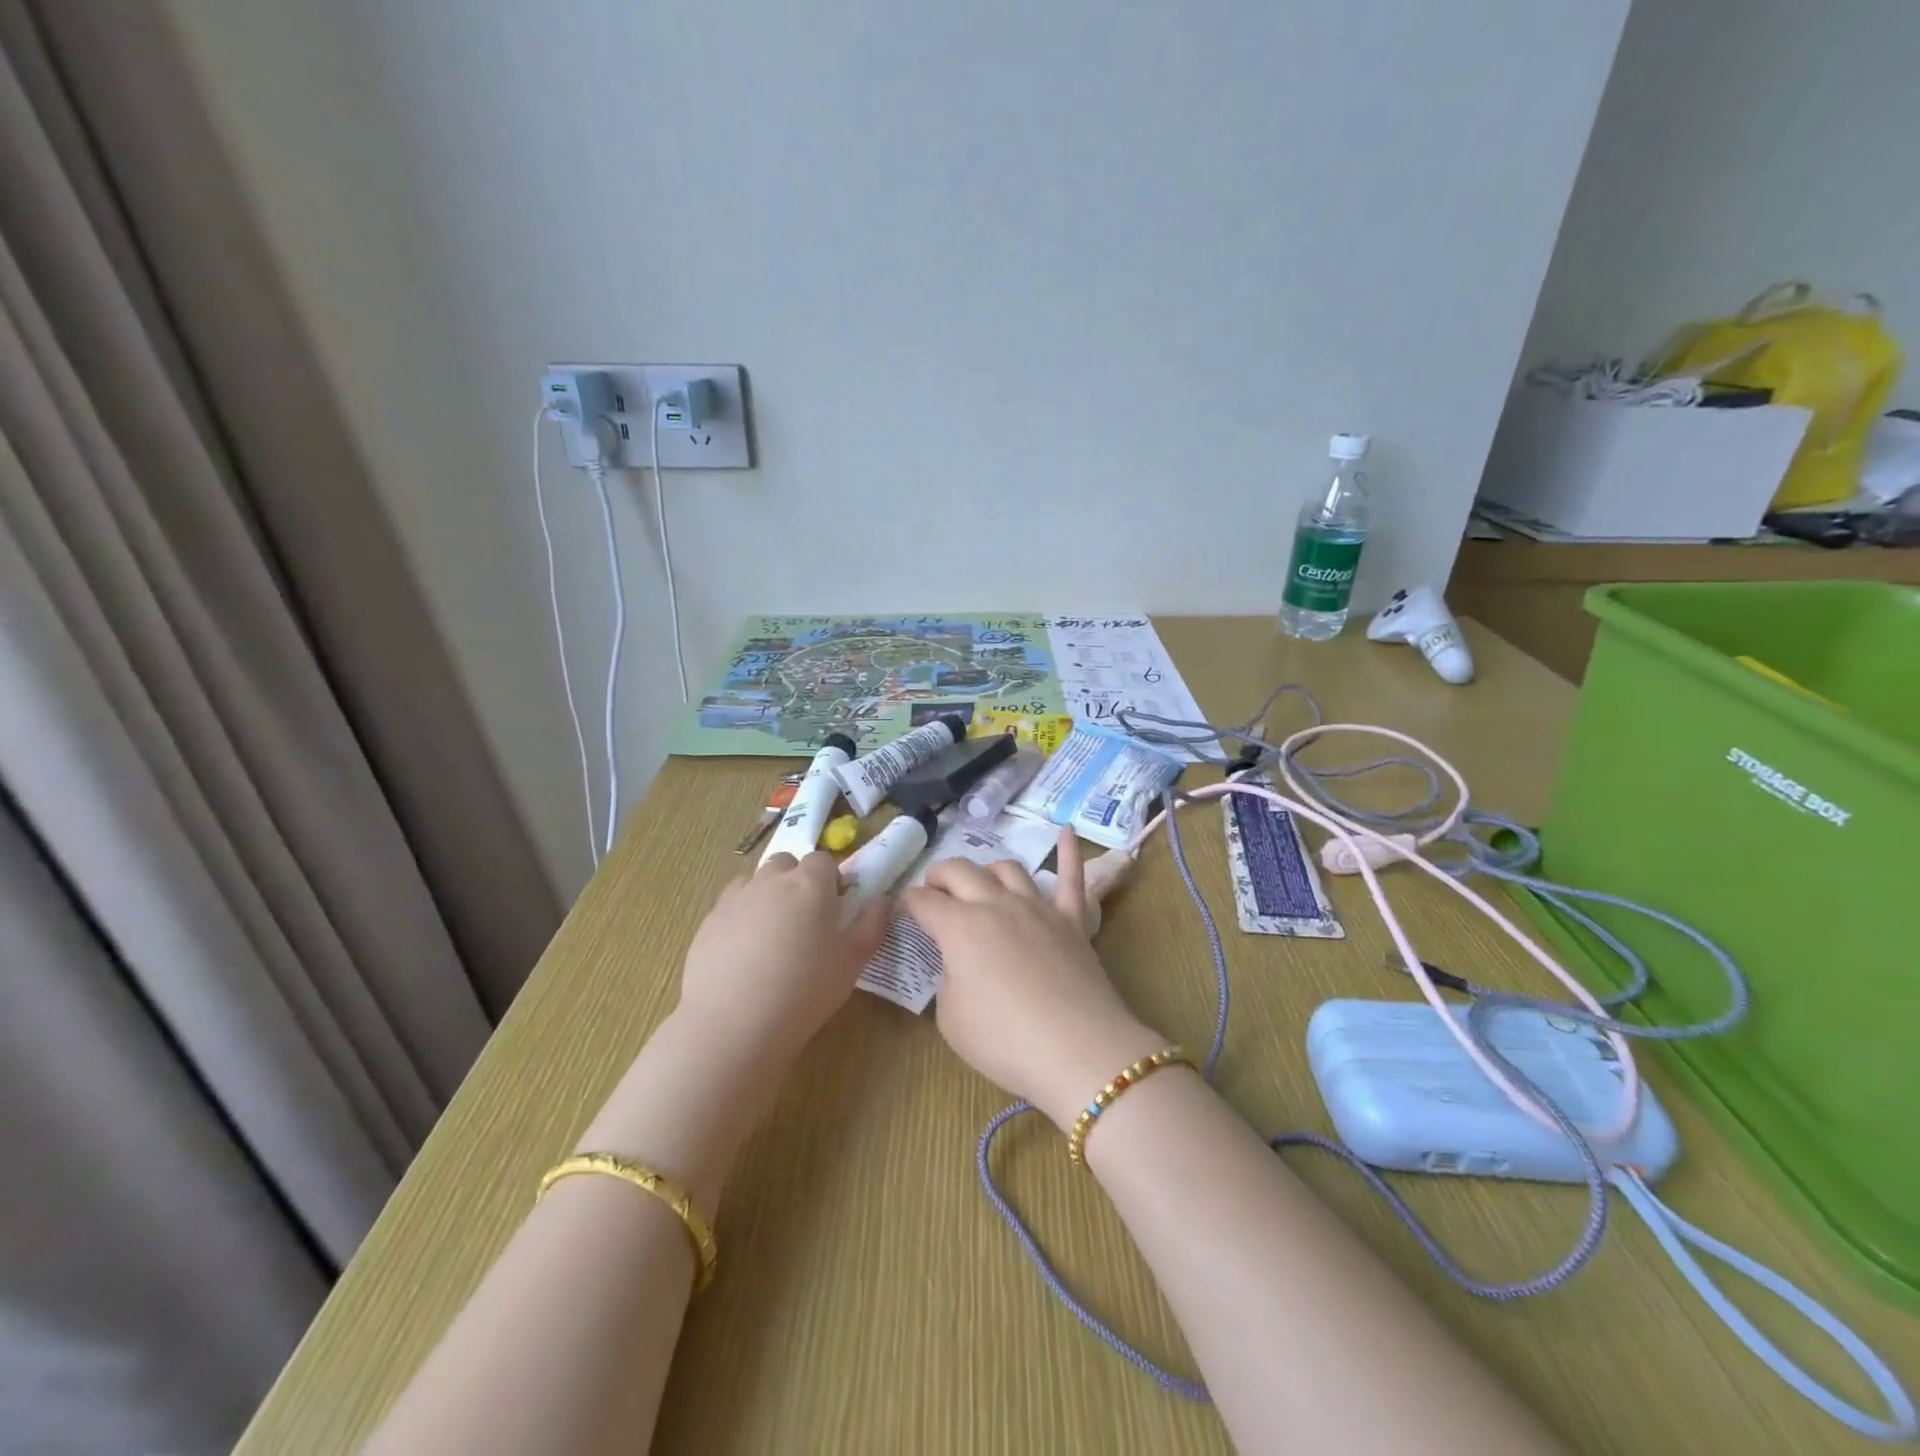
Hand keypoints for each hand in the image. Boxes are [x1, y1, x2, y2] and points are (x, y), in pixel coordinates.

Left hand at [678, 851, 888, 1061]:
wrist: (733, 1024)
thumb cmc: (804, 991)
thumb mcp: (852, 963)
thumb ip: (872, 926)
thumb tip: (883, 901)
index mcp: (811, 884)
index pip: (823, 860)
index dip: (830, 880)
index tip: (834, 909)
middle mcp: (772, 880)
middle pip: (787, 863)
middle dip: (797, 880)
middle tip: (804, 920)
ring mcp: (736, 897)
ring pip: (756, 881)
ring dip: (767, 894)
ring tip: (772, 935)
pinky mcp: (709, 920)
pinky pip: (730, 904)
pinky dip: (741, 916)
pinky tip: (744, 952)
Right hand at [903, 832, 1165, 1129]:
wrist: (1079, 1050)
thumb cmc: (1005, 1040)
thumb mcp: (951, 1019)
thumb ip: (948, 980)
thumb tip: (960, 963)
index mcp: (958, 926)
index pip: (923, 902)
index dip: (907, 903)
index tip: (902, 909)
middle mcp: (995, 904)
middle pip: (960, 871)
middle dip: (940, 875)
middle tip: (933, 889)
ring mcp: (1037, 907)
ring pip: (1007, 869)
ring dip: (987, 869)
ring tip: (980, 882)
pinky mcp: (1072, 919)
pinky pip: (1071, 877)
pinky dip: (1068, 852)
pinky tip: (1066, 830)